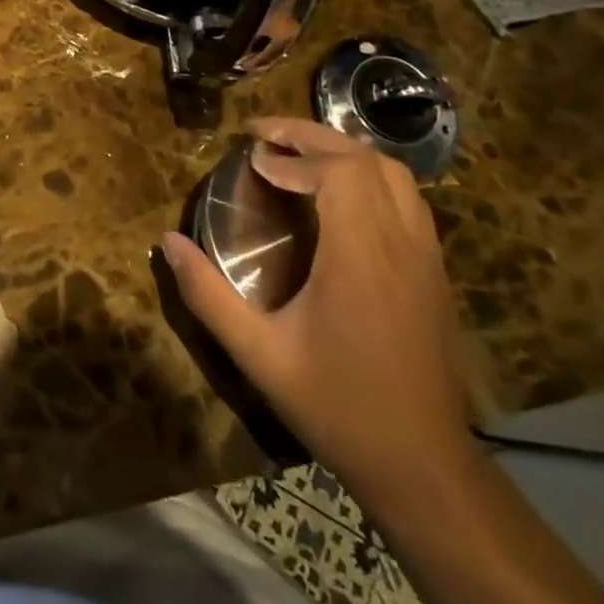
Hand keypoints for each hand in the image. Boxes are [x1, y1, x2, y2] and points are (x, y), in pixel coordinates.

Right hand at [162, 117, 473, 500]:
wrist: (426, 468)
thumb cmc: (338, 407)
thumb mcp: (258, 355)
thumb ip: (208, 295)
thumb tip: (166, 243)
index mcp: (361, 257)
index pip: (340, 172)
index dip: (294, 156)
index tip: (254, 161)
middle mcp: (401, 245)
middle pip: (367, 159)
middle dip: (313, 136)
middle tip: (266, 135)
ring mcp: (427, 258)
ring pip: (396, 175)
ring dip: (344, 152)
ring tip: (298, 155)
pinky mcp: (437, 273)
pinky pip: (408, 200)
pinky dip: (369, 177)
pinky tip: (337, 197)